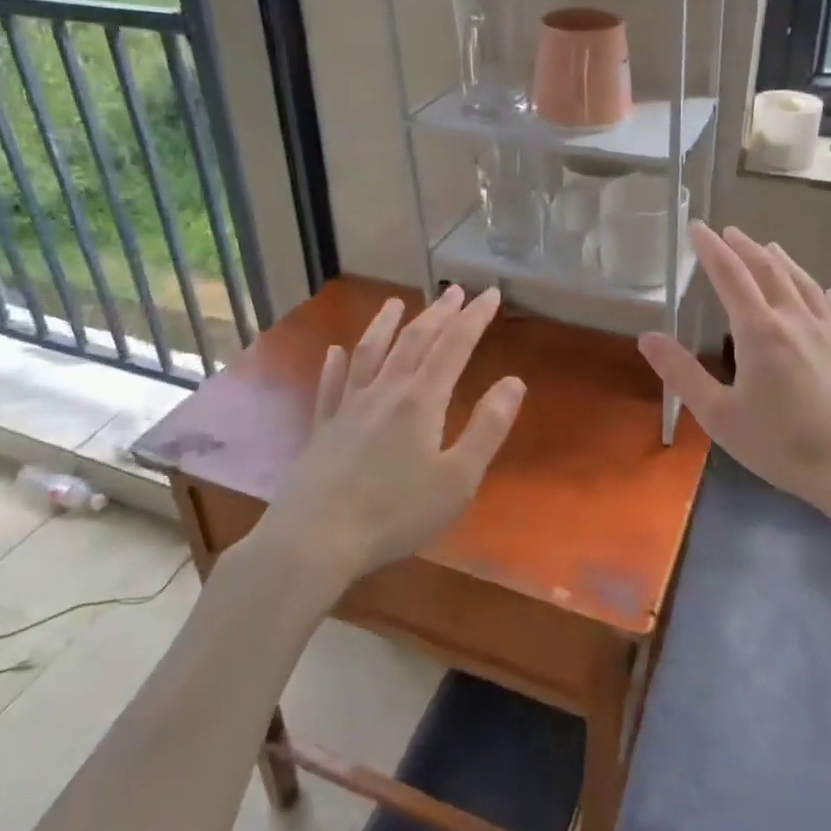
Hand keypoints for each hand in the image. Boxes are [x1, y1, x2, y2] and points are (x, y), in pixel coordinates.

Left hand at [261, 285, 525, 584]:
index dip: (474, 317)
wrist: (315, 539)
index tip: (490, 293)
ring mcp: (348, 407)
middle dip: (438, 313)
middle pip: (414, 341)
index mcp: (421, 400)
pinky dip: (335, 365)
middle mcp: (385, 392)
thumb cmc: (396, 513)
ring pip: (369, 353)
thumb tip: (514, 381)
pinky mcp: (323, 429)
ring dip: (385, 325)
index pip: (454, 346)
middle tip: (455, 292)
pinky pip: (330, 386)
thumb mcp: (458, 479)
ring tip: (395, 302)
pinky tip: (334, 352)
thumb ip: (487, 428)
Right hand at [639, 223, 830, 528]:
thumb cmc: (783, 445)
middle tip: (729, 231)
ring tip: (769, 247)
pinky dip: (819, 290)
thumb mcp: (720, 416)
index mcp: (760, 331)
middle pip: (768, 271)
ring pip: (803, 283)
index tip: (697, 228)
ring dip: (781, 261)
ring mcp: (830, 331)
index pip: (730, 276)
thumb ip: (682, 373)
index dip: (711, 249)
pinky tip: (822, 289)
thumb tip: (647, 337)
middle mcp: (795, 319)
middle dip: (745, 248)